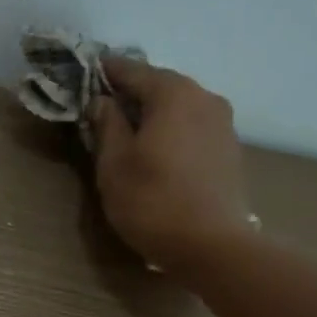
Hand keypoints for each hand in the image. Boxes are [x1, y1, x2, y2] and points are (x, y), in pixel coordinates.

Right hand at [93, 57, 252, 274]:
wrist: (211, 245)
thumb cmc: (152, 202)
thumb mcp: (114, 164)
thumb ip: (106, 125)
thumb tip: (101, 102)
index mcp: (172, 93)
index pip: (132, 70)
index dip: (106, 72)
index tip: (87, 75)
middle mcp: (203, 97)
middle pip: (160, 86)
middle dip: (132, 94)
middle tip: (105, 109)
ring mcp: (222, 123)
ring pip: (180, 107)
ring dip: (155, 115)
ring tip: (131, 134)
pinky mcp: (229, 150)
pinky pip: (193, 128)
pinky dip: (173, 132)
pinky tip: (159, 153)